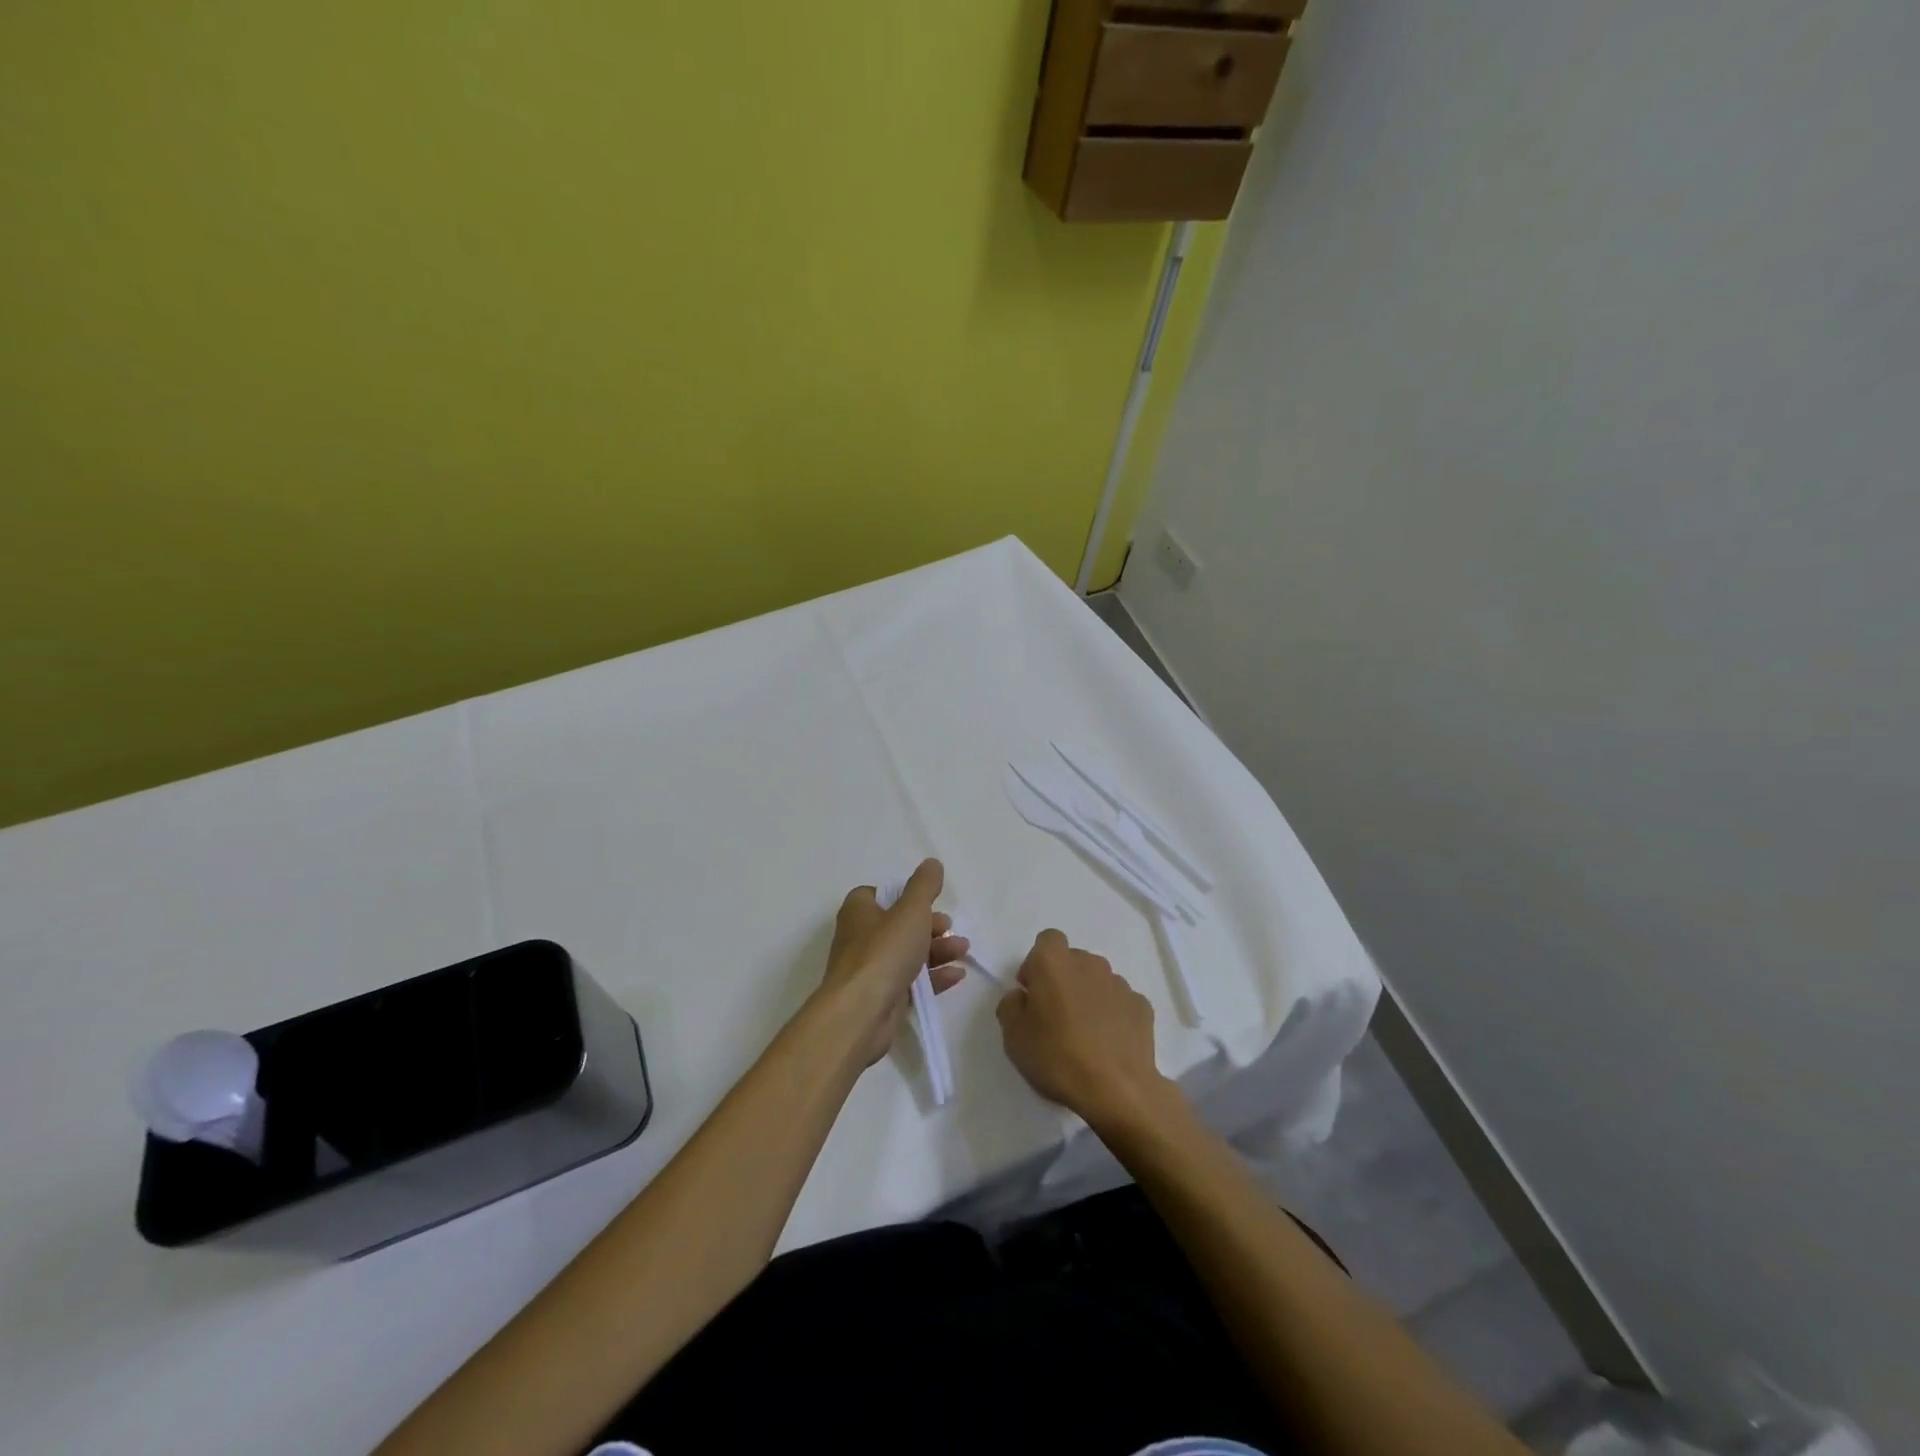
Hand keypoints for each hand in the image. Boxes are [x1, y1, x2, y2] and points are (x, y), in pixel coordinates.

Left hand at [818, 858, 967, 1066]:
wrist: (861, 1012)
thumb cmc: (884, 951)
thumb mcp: (910, 910)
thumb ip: (924, 885)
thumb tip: (931, 863)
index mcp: (859, 911)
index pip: (880, 895)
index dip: (904, 896)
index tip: (928, 901)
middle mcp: (860, 938)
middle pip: (899, 925)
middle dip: (929, 925)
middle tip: (950, 927)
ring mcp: (870, 970)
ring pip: (907, 954)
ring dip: (937, 950)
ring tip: (963, 950)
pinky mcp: (882, 998)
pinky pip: (911, 982)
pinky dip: (934, 978)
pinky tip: (956, 976)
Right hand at [997, 929, 1169, 1124]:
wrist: (1117, 1089)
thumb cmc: (1057, 1057)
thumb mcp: (1013, 1036)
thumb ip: (1010, 1006)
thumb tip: (1023, 996)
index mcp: (1054, 962)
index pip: (1047, 940)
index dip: (1037, 962)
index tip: (1033, 992)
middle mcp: (1089, 963)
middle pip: (1072, 960)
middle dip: (1063, 980)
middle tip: (1055, 1017)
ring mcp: (1119, 983)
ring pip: (1097, 980)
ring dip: (1088, 996)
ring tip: (1085, 1034)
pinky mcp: (1142, 1006)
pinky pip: (1120, 1002)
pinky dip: (1113, 1015)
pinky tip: (1109, 1044)